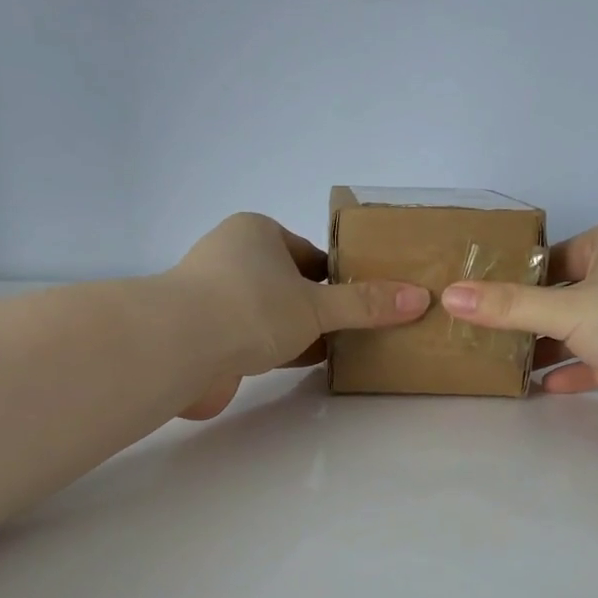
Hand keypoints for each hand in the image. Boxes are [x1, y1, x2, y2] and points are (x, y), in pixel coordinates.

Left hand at [169, 213, 428, 419]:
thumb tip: (420, 298)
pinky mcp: (203, 336)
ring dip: (296, 331)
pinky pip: (250, 340)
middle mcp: (231, 259)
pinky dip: (275, 351)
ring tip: (337, 349)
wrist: (177, 349)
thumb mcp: (317, 305)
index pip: (309, 253)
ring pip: (268, 314)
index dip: (338, 277)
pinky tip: (300, 365)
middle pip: (288, 284)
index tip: (364, 302)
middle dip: (319, 307)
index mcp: (256, 233)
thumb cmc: (251, 307)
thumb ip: (364, 305)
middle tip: (356, 330)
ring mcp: (213, 300)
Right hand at [440, 217, 597, 437]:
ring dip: (552, 348)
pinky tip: (547, 387)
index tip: (480, 305)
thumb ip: (507, 307)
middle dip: (530, 319)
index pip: (553, 256)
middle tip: (484, 340)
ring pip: (588, 328)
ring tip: (506, 367)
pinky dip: (580, 369)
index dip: (516, 279)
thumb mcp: (566, 308)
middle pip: (568, 294)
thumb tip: (448, 295)